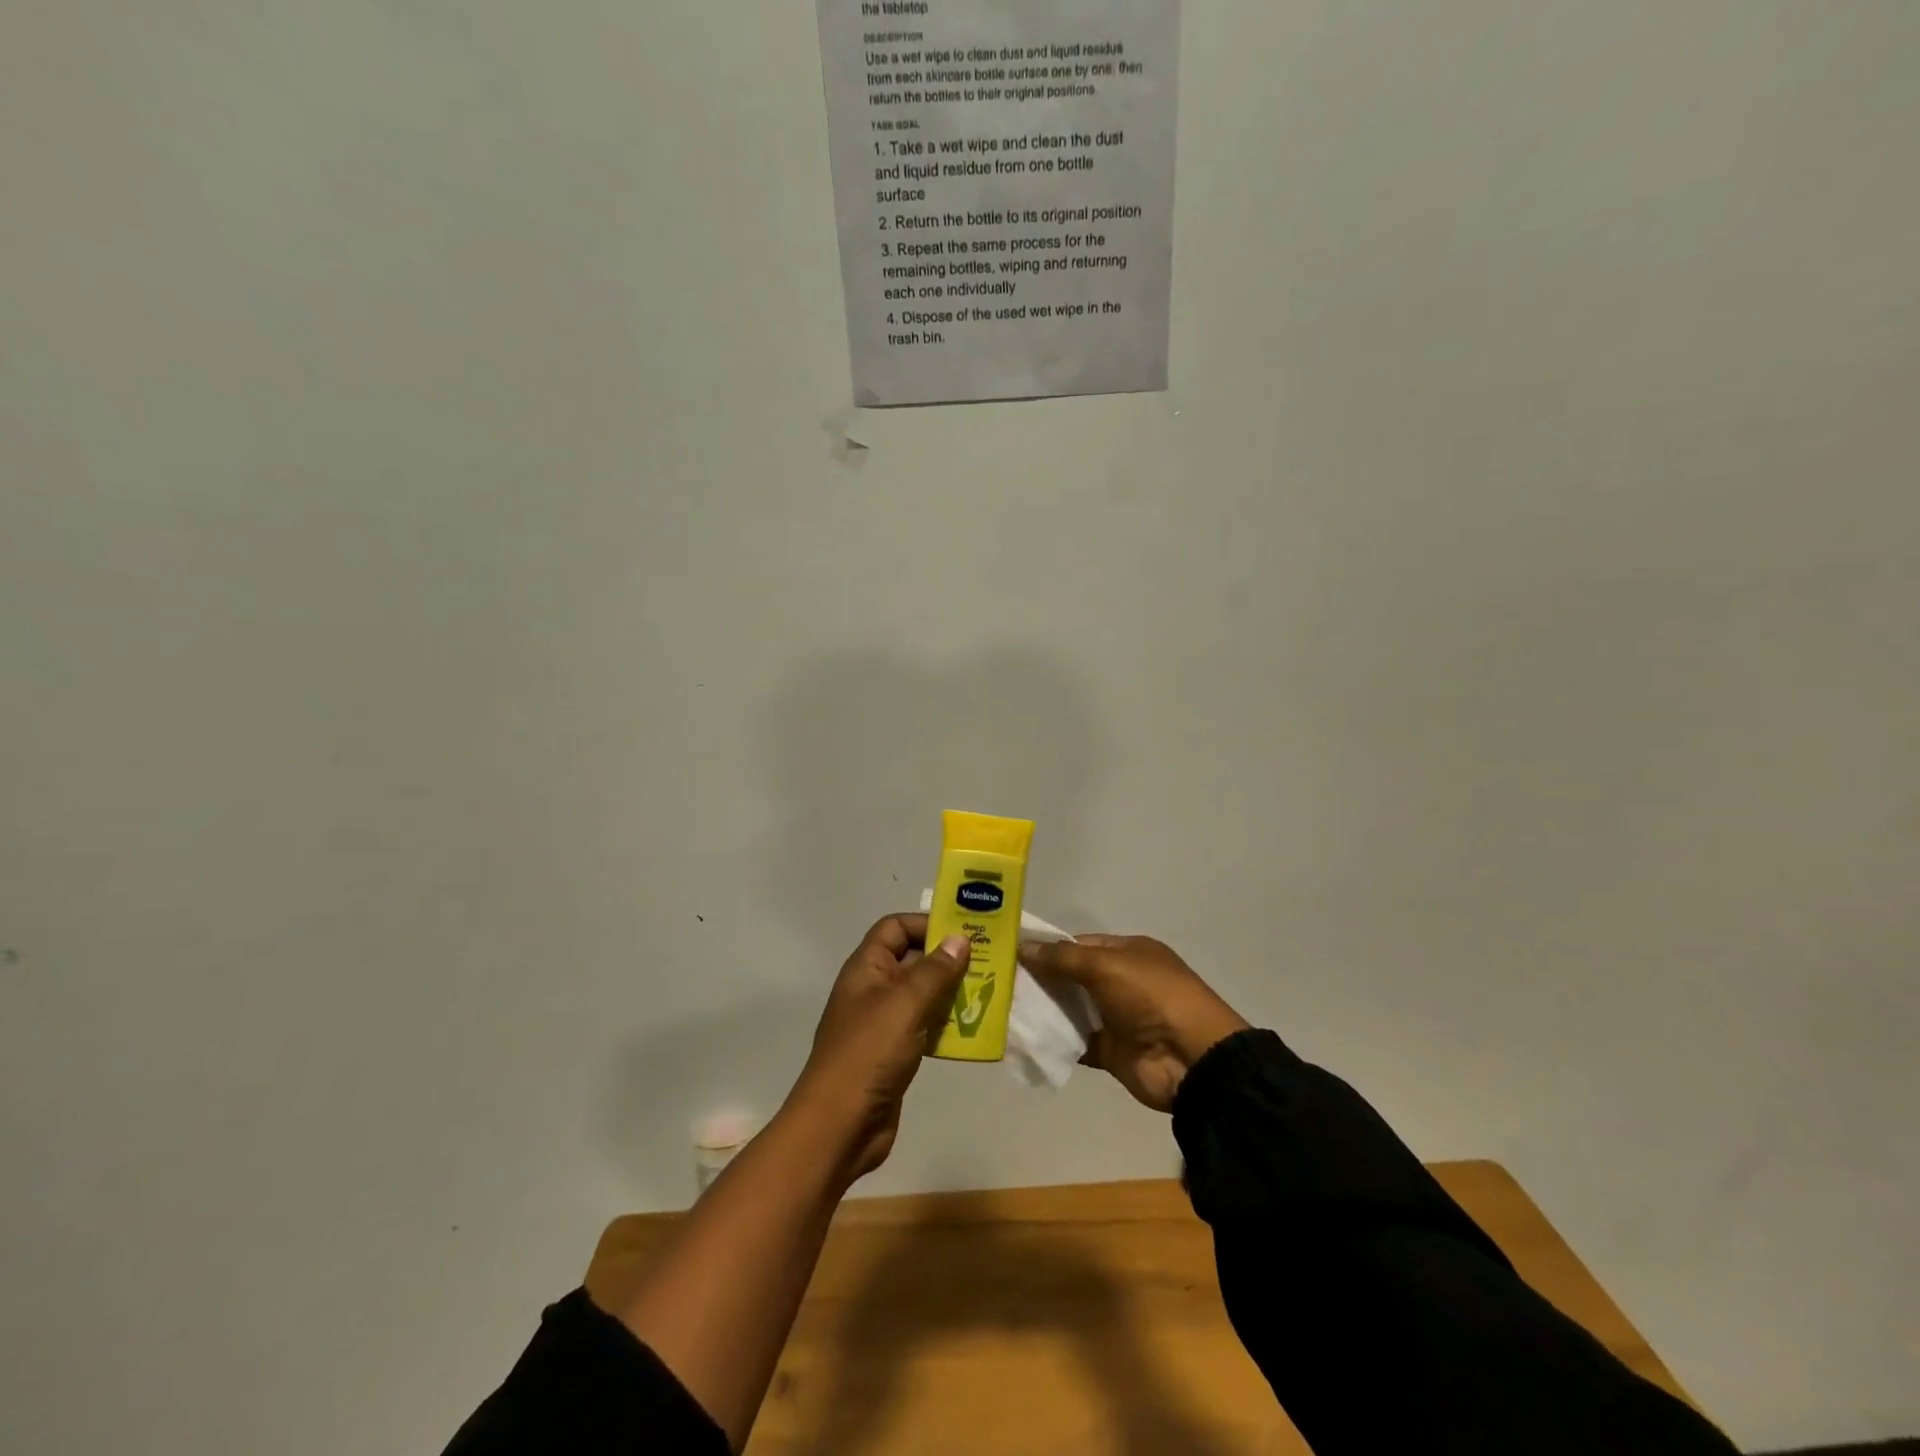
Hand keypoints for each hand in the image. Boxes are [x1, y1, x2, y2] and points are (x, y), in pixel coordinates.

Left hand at [787, 914, 971, 1183]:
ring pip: (921, 995)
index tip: (964, 931)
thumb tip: (959, 938)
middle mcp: (873, 989)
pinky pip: (924, 1026)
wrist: (840, 1126)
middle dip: (947, 959)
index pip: (895, 928)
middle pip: (911, 959)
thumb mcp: (905, 1004)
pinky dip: (946, 1024)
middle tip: (989, 961)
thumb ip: (935, 970)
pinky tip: (973, 1028)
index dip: (926, 924)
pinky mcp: (893, 1053)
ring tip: (989, 992)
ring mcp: (882, 1023)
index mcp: (866, 968)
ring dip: (951, 992)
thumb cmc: (869, 1053)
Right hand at [1019, 935, 1248, 1111]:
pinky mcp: (1109, 1051)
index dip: (1047, 948)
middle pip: (1071, 977)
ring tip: (1000, 1008)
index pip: (1078, 945)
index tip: (1009, 953)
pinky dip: (1052, 1041)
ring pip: (1070, 1009)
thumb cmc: (1152, 997)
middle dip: (1039, 979)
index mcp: (1127, 953)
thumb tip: (1023, 947)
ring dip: (1042, 1010)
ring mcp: (1115, 1018)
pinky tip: (1021, 1038)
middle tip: (997, 981)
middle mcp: (1120, 982)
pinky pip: (1074, 1042)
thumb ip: (1063, 958)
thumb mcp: (1107, 965)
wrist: (1192, 1060)